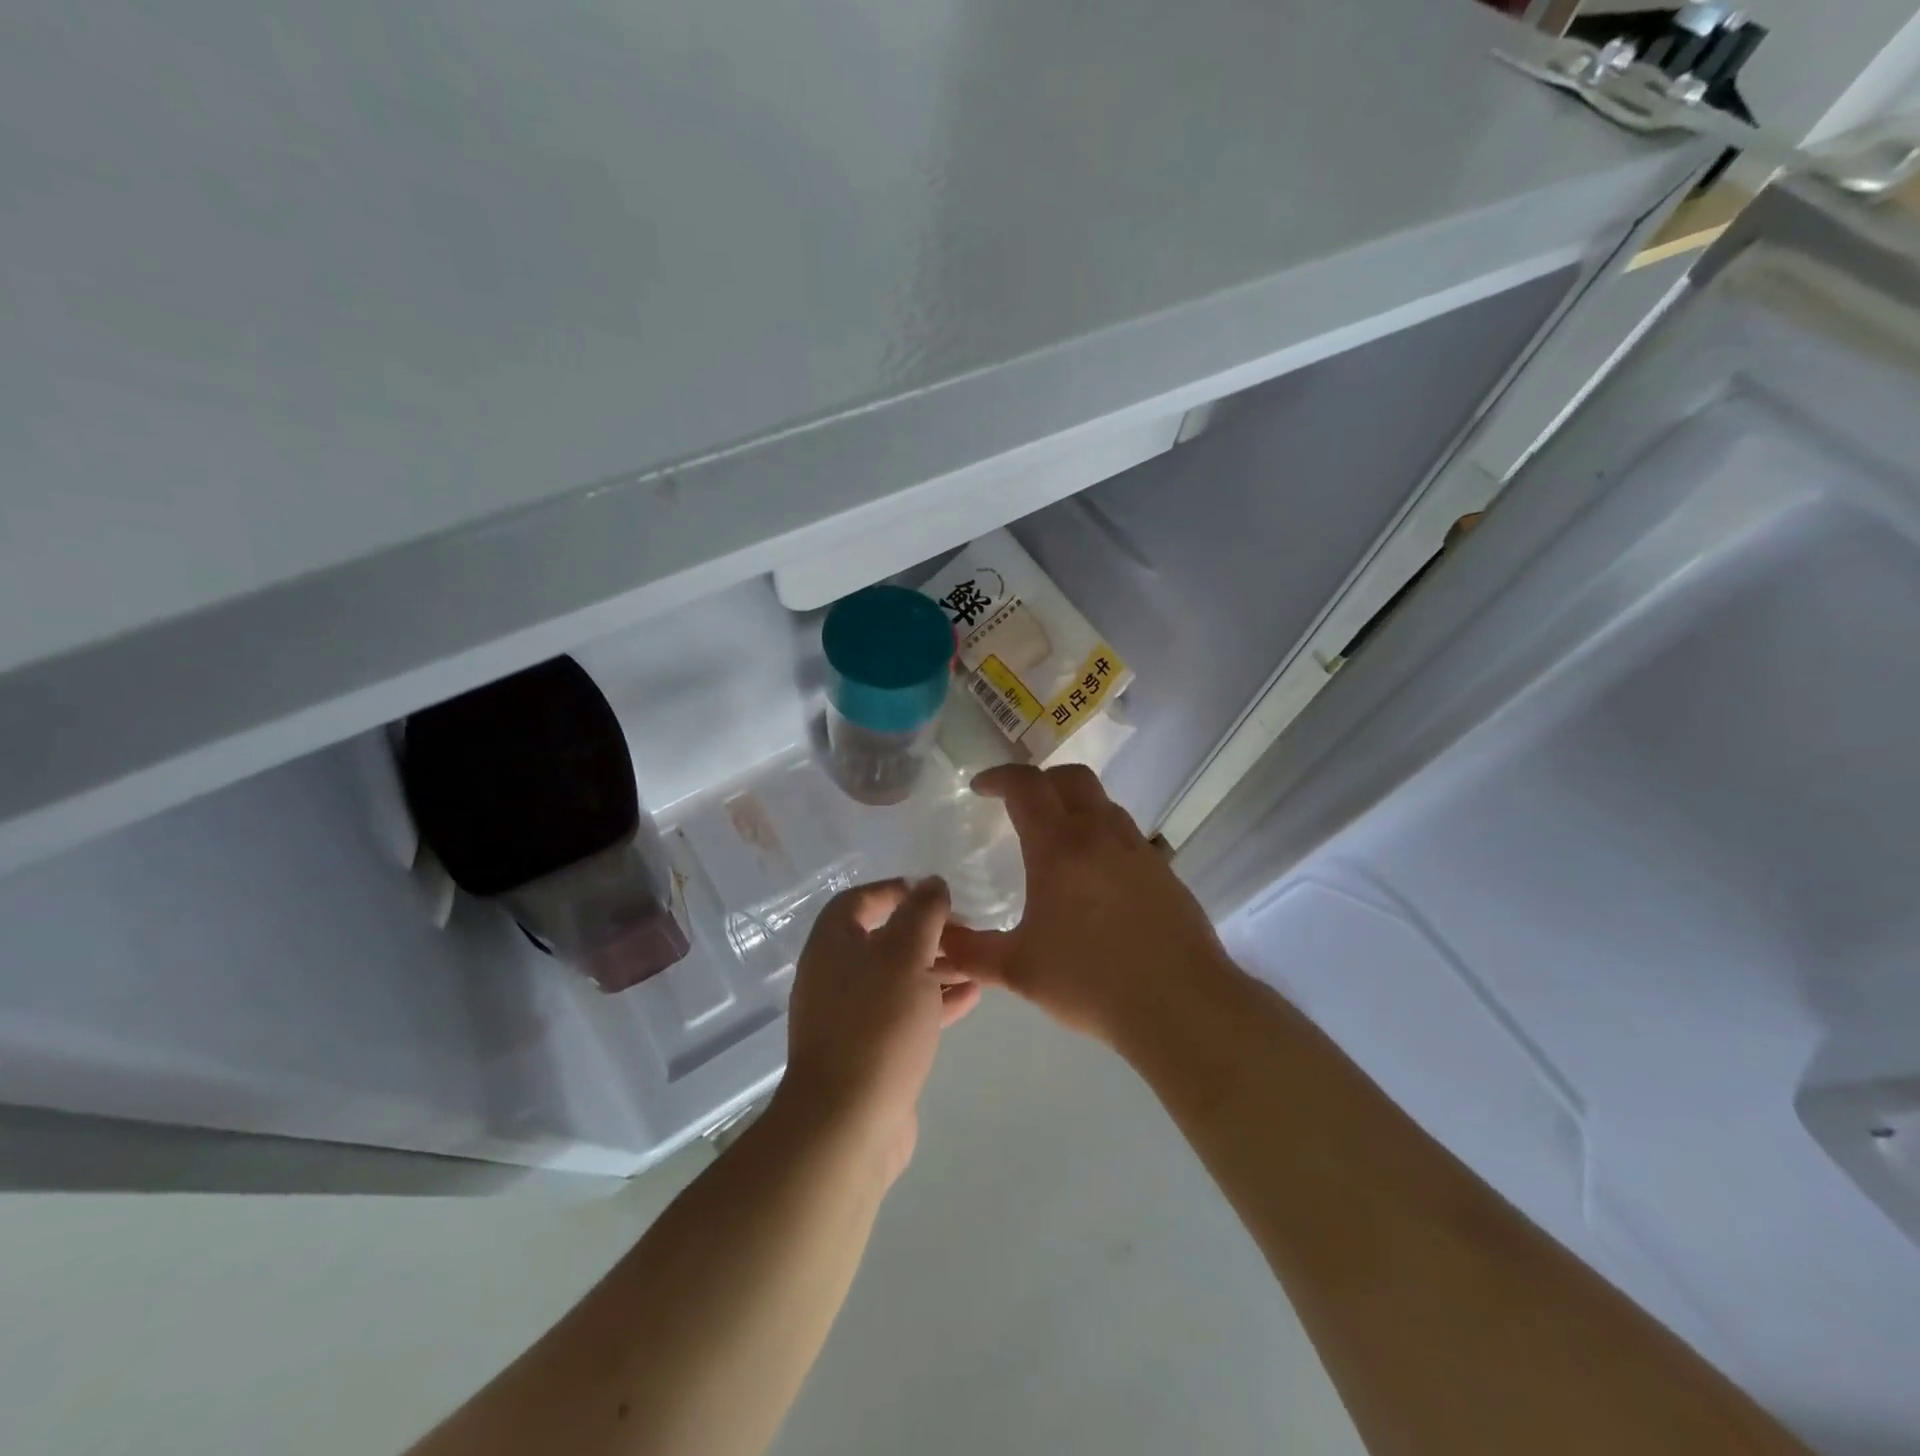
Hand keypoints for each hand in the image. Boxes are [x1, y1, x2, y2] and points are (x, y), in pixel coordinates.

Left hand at [774, 877, 979, 1184]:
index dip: (895, 890)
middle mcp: (835, 975)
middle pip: (883, 939)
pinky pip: (905, 1012)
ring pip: (898, 977)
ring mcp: (851, 1015)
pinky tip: (972, 995)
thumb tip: (931, 883)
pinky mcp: (870, 1050)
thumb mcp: (905, 956)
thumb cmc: (877, 1025)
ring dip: (936, 965)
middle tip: (966, 927)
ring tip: (977, 959)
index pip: (859, 900)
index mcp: (832, 945)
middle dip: (926, 931)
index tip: (935, 892)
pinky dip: (934, 999)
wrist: (849, 1123)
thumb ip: (922, 914)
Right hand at [940, 765, 1235, 1046]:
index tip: (980, 788)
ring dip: (1074, 805)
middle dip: (1039, 780)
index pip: (1026, 786)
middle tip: (1018, 804)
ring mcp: (1138, 849)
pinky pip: (1125, 834)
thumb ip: (970, 952)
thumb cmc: (1091, 982)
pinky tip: (1094, 878)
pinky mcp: (1164, 870)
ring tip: (1055, 840)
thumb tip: (936, 939)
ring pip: (1103, 803)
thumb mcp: (1018, 970)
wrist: (1180, 1005)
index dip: (999, 777)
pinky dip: (1100, 835)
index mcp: (1059, 846)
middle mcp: (1101, 834)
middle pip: (1071, 778)